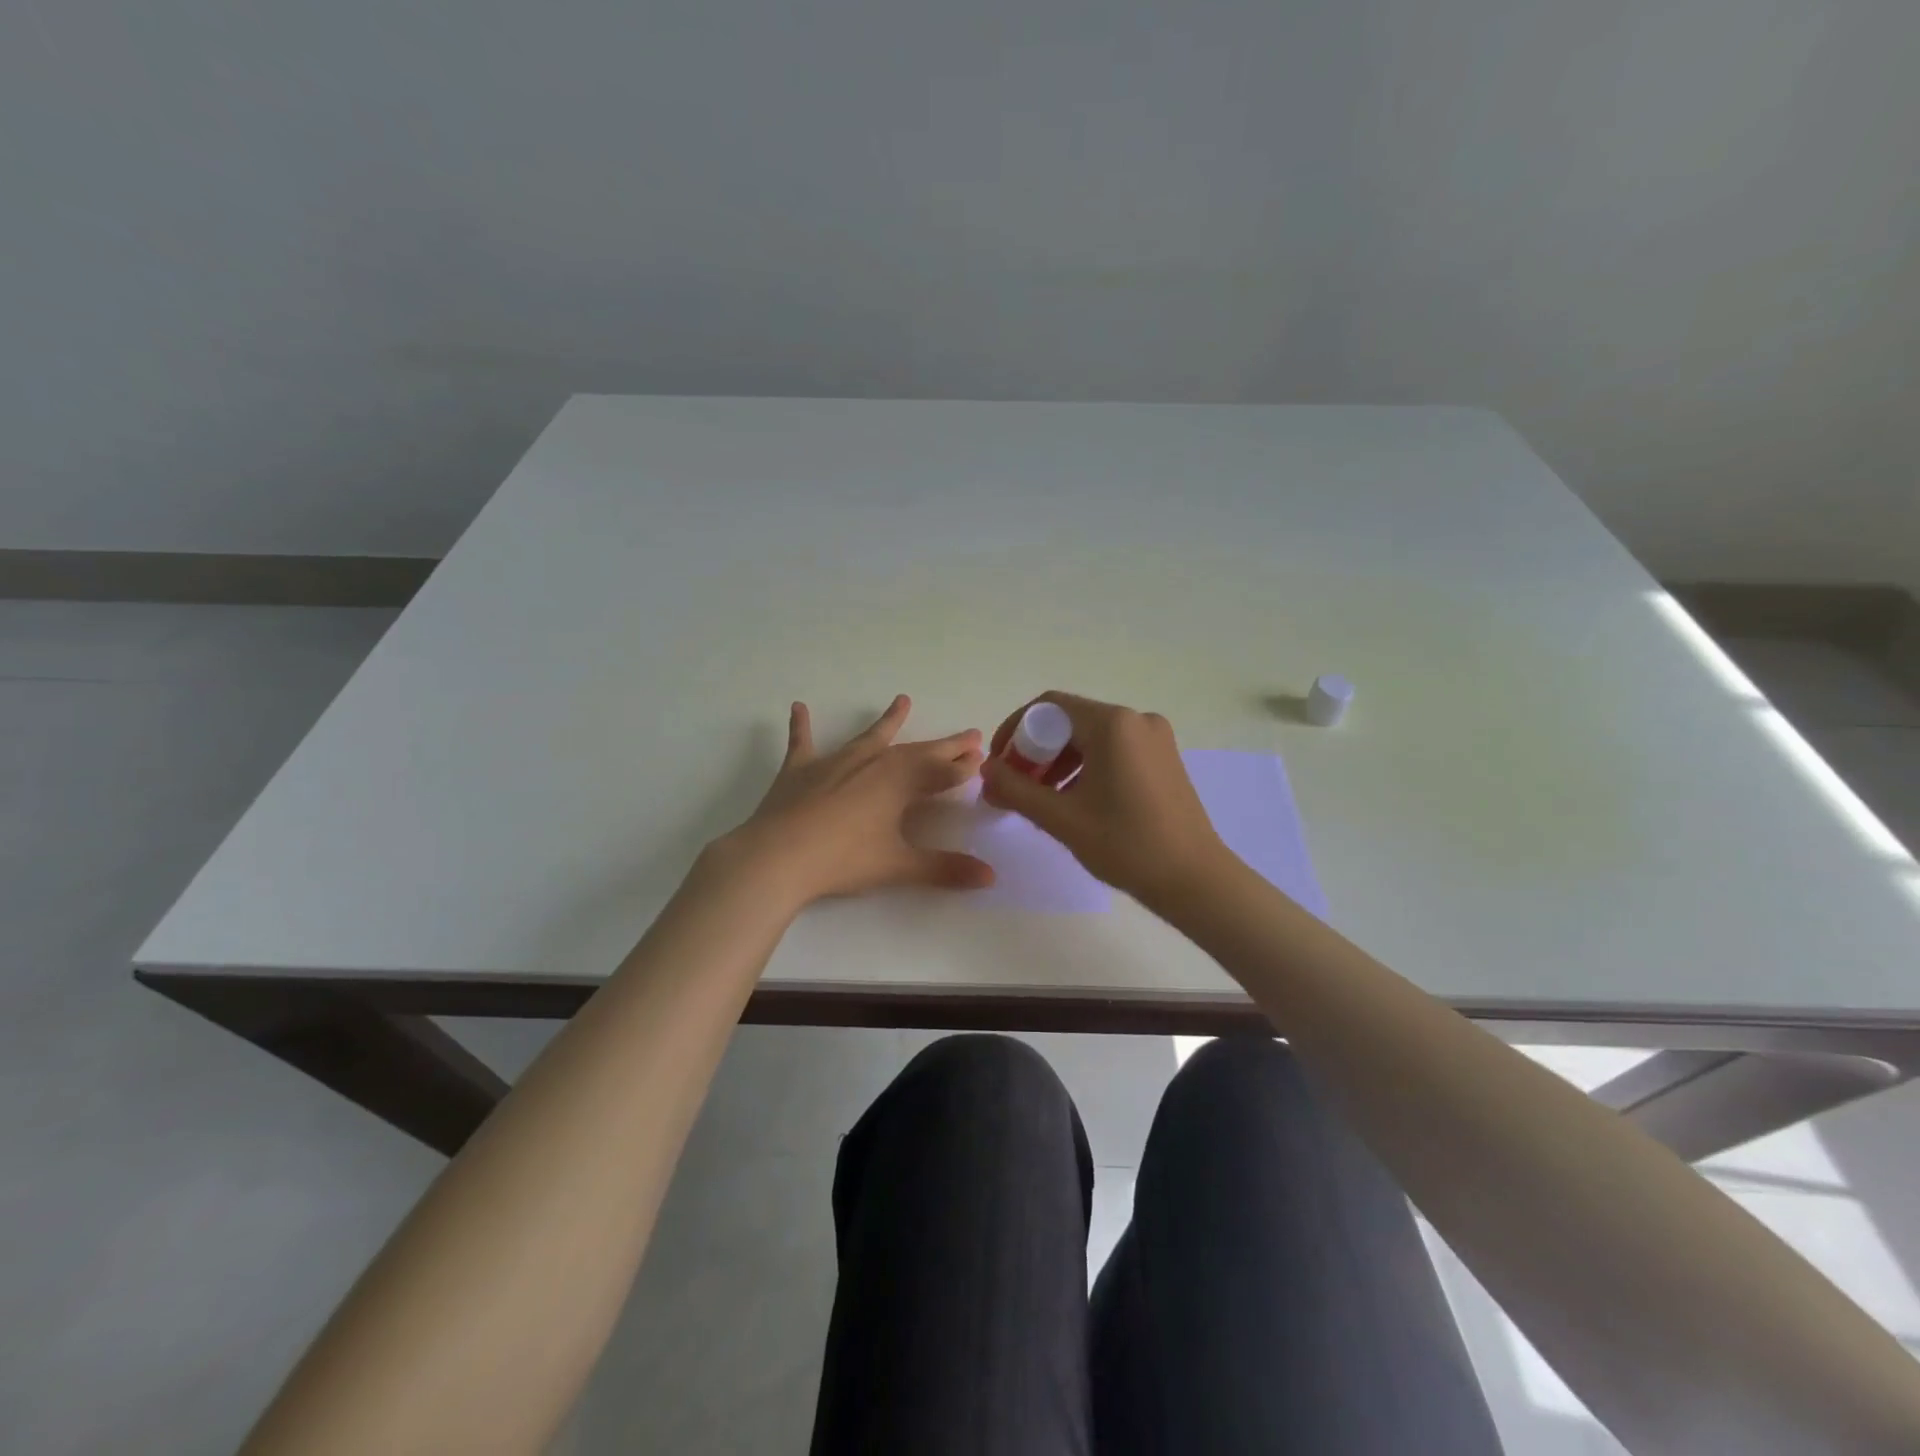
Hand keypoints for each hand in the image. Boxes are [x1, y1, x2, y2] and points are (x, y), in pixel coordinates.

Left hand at [719, 695, 994, 906]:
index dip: (963, 768)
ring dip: (888, 721)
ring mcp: (834, 763)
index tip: (982, 759)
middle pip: (916, 752)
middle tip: (968, 735)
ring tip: (902, 700)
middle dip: (944, 746)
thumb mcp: (898, 866)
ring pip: (869, 737)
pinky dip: (801, 725)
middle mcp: (872, 763)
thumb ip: (945, 869)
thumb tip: (991, 877)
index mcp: (899, 782)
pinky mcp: (800, 770)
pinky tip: (797, 706)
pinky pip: (802, 742)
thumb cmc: (843, 860)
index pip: (942, 772)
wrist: (778, 856)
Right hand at [980, 692, 1227, 909]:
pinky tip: (1074, 801)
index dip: (1015, 731)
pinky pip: (1113, 750)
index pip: (1048, 707)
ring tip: (1040, 800)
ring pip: (1091, 738)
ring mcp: (1155, 738)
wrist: (1194, 879)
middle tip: (1015, 788)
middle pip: (1069, 721)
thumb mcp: (1061, 818)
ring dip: (1058, 762)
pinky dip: (1086, 767)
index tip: (999, 765)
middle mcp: (1136, 719)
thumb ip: (1016, 789)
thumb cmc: (1125, 844)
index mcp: (1112, 724)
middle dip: (1035, 751)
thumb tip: (986, 769)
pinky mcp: (1164, 758)